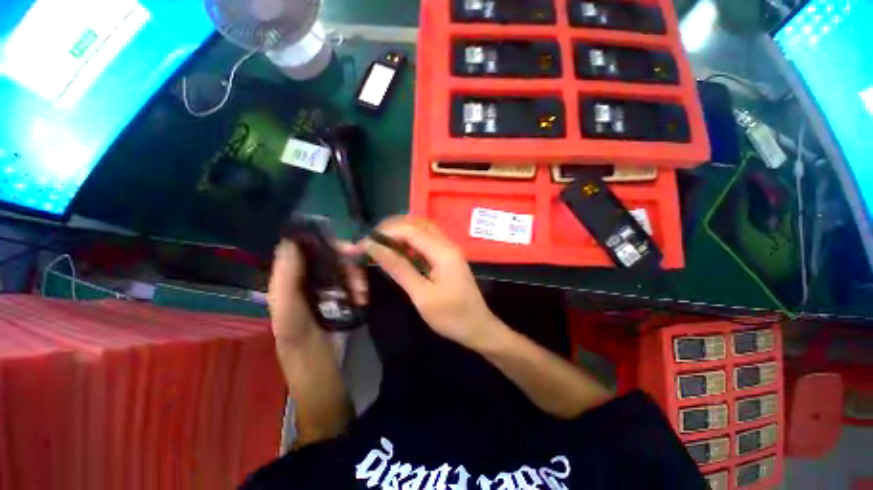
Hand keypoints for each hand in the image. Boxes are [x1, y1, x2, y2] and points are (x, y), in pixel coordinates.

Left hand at [268, 240, 367, 348]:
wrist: (320, 373)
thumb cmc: (301, 347)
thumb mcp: (290, 315)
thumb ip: (287, 280)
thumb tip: (291, 241)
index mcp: (286, 281)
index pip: (303, 248)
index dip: (323, 242)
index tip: (346, 246)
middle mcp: (304, 279)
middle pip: (327, 256)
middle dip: (346, 262)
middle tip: (360, 272)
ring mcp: (323, 287)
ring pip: (342, 267)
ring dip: (355, 276)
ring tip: (362, 293)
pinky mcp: (337, 296)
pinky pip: (350, 280)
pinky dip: (359, 285)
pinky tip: (363, 296)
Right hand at [364, 217, 504, 351]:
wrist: (478, 328)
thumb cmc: (451, 316)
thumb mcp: (422, 295)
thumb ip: (399, 268)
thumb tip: (375, 248)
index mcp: (443, 252)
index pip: (411, 230)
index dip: (386, 232)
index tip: (365, 242)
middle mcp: (447, 245)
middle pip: (418, 224)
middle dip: (393, 228)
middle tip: (372, 240)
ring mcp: (448, 251)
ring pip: (423, 231)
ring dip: (401, 234)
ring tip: (381, 244)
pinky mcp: (447, 258)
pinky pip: (427, 243)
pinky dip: (410, 243)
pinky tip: (399, 252)